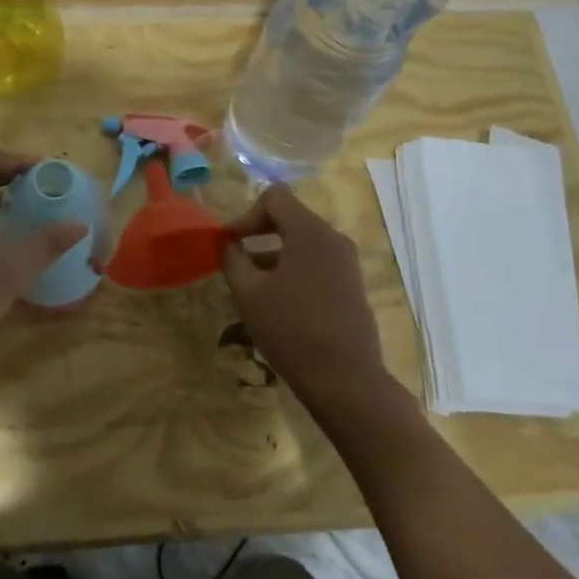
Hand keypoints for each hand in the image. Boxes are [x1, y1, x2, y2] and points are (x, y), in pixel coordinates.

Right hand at [220, 184, 392, 417]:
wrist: (346, 380)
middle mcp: (333, 238)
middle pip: (290, 217)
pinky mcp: (353, 285)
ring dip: (274, 254)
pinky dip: (294, 269)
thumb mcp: (249, 293)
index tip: (229, 243)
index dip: (246, 215)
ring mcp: (347, 262)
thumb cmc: (291, 330)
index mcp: (309, 232)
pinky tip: (279, 301)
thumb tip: (225, 242)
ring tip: (252, 284)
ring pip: (303, 242)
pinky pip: (318, 262)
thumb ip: (232, 259)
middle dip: (258, 233)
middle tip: (235, 259)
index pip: (274, 197)